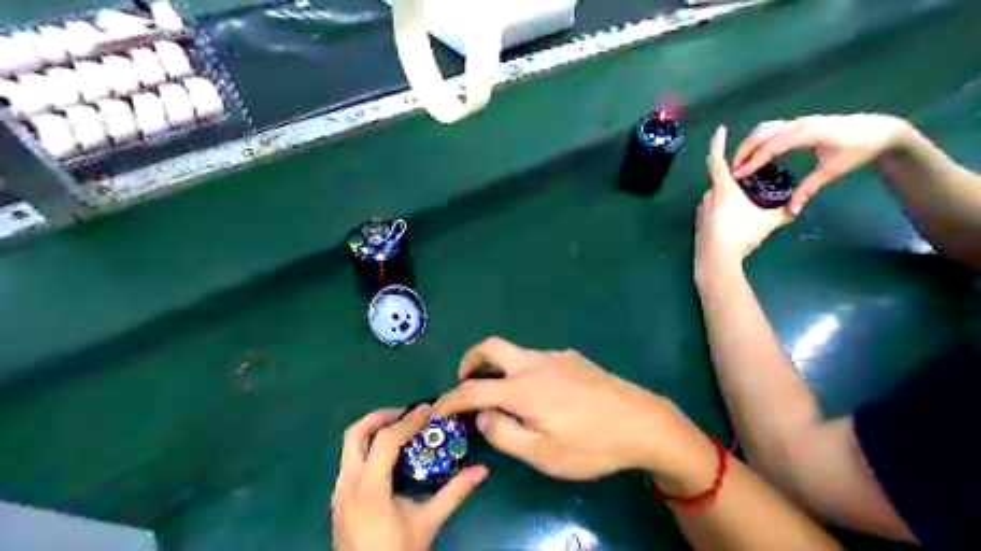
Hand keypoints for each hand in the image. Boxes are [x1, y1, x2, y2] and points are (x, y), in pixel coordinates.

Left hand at [331, 404, 488, 549]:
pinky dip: (368, 449)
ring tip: (400, 431)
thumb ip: (454, 493)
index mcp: (369, 488)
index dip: (408, 420)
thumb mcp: (428, 522)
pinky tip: (389, 459)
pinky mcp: (339, 500)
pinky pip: (350, 462)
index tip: (427, 409)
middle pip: (356, 433)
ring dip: (373, 432)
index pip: (386, 440)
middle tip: (406, 414)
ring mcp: (339, 492)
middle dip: (380, 417)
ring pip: (349, 447)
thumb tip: (481, 471)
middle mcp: (348, 484)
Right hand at [432, 336, 708, 486]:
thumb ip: (504, 434)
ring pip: (517, 353)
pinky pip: (540, 360)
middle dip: (471, 360)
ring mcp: (557, 357)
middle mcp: (535, 363)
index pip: (473, 389)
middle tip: (464, 380)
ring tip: (507, 397)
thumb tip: (482, 416)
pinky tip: (544, 395)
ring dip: (501, 368)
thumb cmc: (591, 445)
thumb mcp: (543, 455)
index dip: (450, 398)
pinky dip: (527, 371)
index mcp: (523, 388)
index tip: (437, 408)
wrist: (643, 422)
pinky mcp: (574, 359)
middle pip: (492, 347)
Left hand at [693, 123, 790, 269]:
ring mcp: (701, 210)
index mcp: (723, 189)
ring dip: (728, 196)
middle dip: (734, 178)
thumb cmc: (740, 235)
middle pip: (720, 180)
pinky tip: (733, 221)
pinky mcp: (699, 222)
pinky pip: (711, 208)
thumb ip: (783, 212)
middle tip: (749, 180)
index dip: (718, 143)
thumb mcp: (767, 222)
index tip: (720, 130)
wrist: (716, 259)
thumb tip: (798, 208)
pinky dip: (722, 209)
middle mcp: (708, 195)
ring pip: (716, 196)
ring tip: (744, 204)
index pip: (718, 160)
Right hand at [731, 112, 907, 213]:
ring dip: (748, 144)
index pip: (772, 146)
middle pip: (762, 133)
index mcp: (808, 134)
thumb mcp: (832, 172)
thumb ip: (808, 190)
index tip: (738, 175)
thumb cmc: (858, 150)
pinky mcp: (798, 123)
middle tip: (732, 170)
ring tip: (740, 163)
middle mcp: (800, 123)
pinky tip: (754, 154)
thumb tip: (790, 212)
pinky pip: (771, 128)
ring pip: (764, 128)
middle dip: (744, 151)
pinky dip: (757, 140)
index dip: (753, 161)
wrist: (880, 130)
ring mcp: (798, 121)